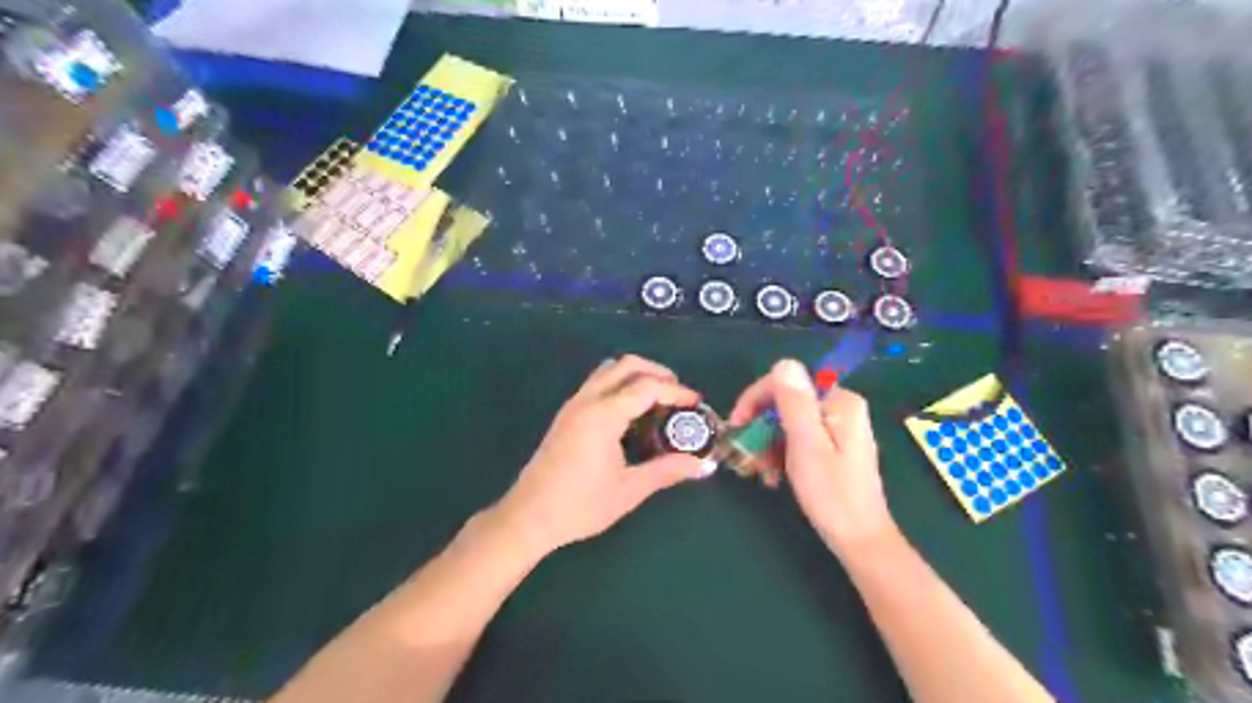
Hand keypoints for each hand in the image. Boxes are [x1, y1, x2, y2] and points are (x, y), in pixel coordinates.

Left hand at [495, 356, 707, 554]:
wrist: (528, 516)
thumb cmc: (580, 505)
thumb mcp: (629, 490)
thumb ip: (666, 471)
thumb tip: (701, 465)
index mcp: (604, 415)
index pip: (647, 387)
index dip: (676, 391)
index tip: (696, 403)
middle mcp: (587, 401)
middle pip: (626, 365)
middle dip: (657, 372)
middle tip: (678, 395)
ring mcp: (573, 405)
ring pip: (608, 371)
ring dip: (636, 375)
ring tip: (657, 401)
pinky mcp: (566, 415)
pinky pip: (597, 384)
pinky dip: (620, 385)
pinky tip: (631, 415)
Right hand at [729, 361, 895, 557]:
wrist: (859, 540)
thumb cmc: (831, 493)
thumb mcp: (806, 444)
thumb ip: (795, 402)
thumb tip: (783, 363)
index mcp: (839, 402)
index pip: (786, 382)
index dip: (756, 400)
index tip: (735, 425)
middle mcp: (841, 408)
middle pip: (786, 403)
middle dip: (762, 428)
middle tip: (748, 457)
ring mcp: (839, 428)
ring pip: (788, 423)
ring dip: (769, 445)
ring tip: (762, 473)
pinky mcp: (834, 447)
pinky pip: (798, 439)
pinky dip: (782, 454)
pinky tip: (775, 476)